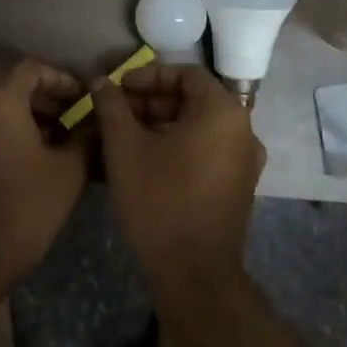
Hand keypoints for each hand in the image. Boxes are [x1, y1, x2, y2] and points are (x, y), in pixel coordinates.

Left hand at [0, 59, 87, 280]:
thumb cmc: (25, 206)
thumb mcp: (68, 170)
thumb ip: (84, 137)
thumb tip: (96, 123)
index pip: (30, 68)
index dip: (60, 78)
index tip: (80, 98)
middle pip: (5, 80)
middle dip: (37, 91)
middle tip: (64, 113)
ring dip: (17, 109)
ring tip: (48, 136)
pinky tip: (20, 155)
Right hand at [92, 64, 264, 283]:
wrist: (193, 272)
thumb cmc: (159, 199)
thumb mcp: (125, 147)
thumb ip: (112, 107)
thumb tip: (102, 81)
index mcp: (223, 112)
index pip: (186, 74)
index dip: (148, 76)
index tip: (118, 89)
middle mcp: (243, 131)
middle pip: (194, 100)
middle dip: (152, 101)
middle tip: (116, 113)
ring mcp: (245, 162)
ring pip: (199, 127)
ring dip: (161, 124)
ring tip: (124, 137)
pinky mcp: (238, 187)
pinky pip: (206, 151)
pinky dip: (177, 146)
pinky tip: (145, 162)